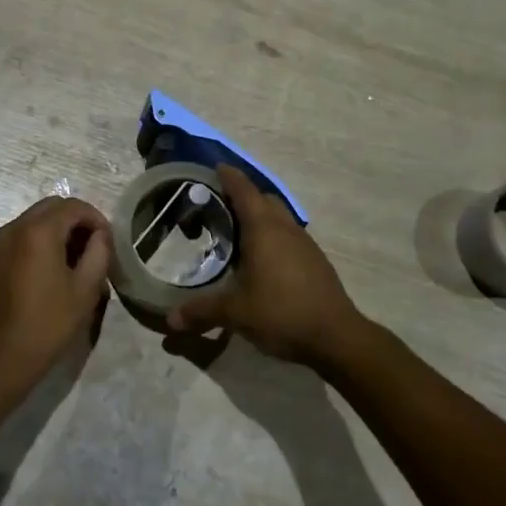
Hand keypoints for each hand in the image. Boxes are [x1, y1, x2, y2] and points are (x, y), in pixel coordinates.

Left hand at [0, 196, 112, 384]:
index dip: (96, 218)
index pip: (74, 207)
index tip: (109, 241)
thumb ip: (99, 252)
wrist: (2, 357)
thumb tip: (100, 235)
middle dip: (77, 220)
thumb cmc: (49, 323)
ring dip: (59, 229)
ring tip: (76, 259)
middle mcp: (15, 227)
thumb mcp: (86, 288)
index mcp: (39, 231)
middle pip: (52, 207)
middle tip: (94, 246)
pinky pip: (22, 235)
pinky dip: (41, 240)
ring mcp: (0, 242)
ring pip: (36, 219)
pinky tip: (53, 268)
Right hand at [165, 165, 362, 366]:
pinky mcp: (316, 262)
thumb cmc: (281, 312)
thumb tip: (170, 320)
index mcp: (264, 229)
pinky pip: (289, 237)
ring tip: (237, 233)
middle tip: (219, 205)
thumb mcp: (235, 313)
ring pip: (279, 218)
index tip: (215, 168)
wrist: (335, 336)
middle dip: (243, 196)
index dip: (229, 177)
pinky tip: (262, 261)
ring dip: (260, 218)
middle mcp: (285, 229)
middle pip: (264, 200)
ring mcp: (305, 244)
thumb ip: (202, 311)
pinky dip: (273, 238)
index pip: (244, 190)